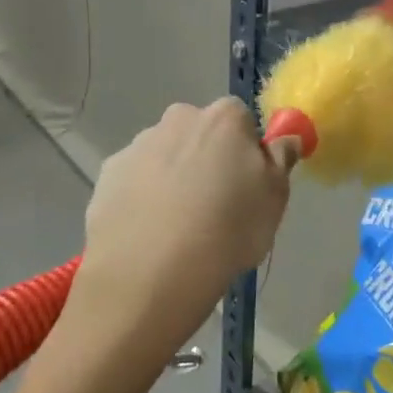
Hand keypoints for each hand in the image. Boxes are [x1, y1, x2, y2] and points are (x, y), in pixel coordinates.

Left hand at [66, 98, 293, 367]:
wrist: (150, 274)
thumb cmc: (228, 230)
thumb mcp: (275, 198)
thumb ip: (281, 159)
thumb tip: (285, 138)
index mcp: (223, 118)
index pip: (242, 120)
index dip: (246, 152)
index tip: (247, 186)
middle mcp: (178, 119)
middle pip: (200, 133)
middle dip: (207, 160)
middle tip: (215, 207)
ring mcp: (138, 146)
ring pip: (166, 156)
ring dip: (174, 178)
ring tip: (179, 229)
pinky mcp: (107, 176)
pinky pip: (135, 181)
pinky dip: (143, 199)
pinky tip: (150, 234)